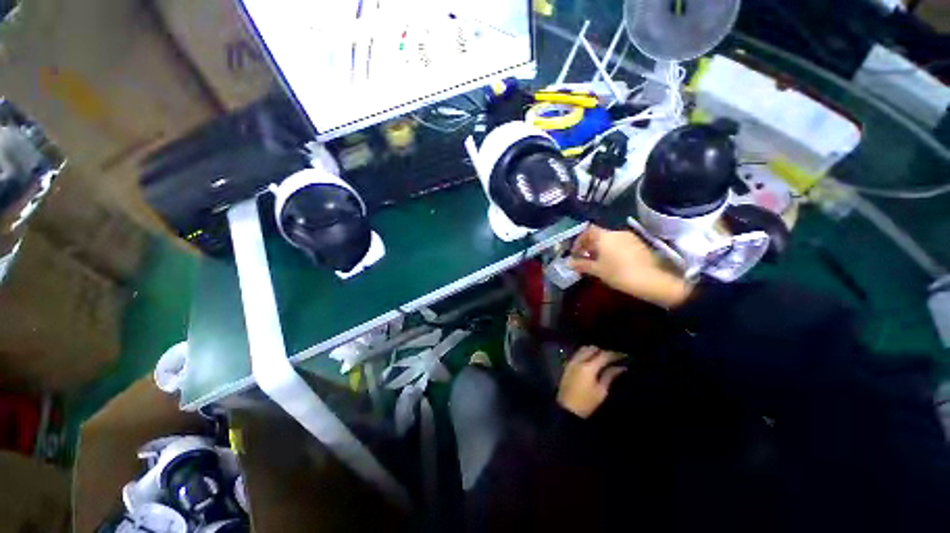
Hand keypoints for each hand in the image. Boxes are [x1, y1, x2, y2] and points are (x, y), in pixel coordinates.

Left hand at [557, 346, 626, 418]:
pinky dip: (586, 353)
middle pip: (592, 349)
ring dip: (593, 351)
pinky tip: (592, 360)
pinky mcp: (567, 365)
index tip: (624, 356)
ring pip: (583, 349)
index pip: (603, 355)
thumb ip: (610, 376)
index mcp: (588, 367)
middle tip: (613, 357)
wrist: (567, 408)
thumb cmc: (586, 402)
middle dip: (603, 351)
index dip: (614, 354)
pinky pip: (578, 354)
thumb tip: (621, 367)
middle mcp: (578, 360)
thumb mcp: (601, 391)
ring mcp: (571, 362)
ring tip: (603, 358)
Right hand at [569, 225, 692, 308]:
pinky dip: (612, 250)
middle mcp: (617, 232)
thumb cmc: (619, 273)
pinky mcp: (640, 245)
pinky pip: (620, 244)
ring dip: (601, 248)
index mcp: (604, 236)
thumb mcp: (597, 270)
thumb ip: (582, 264)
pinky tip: (613, 263)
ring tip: (598, 263)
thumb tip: (568, 262)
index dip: (579, 241)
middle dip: (589, 246)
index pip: (587, 231)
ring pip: (610, 240)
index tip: (576, 253)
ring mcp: (630, 237)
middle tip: (585, 259)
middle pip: (598, 235)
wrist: (653, 280)